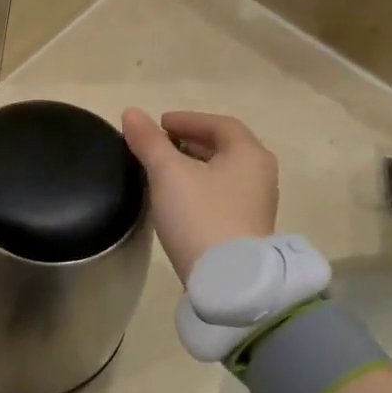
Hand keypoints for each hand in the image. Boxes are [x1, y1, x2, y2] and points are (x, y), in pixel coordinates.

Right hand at [121, 110, 278, 283]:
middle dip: (190, 142)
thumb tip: (131, 113)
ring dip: (194, 166)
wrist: (227, 280)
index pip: (219, 124)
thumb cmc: (200, 216)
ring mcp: (256, 204)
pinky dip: (200, 187)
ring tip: (163, 170)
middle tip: (158, 145)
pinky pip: (221, 195)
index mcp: (248, 153)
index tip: (159, 123)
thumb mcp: (168, 173)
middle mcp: (260, 174)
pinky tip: (177, 199)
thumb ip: (148, 141)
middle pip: (224, 148)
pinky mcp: (246, 229)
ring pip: (222, 173)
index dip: (188, 120)